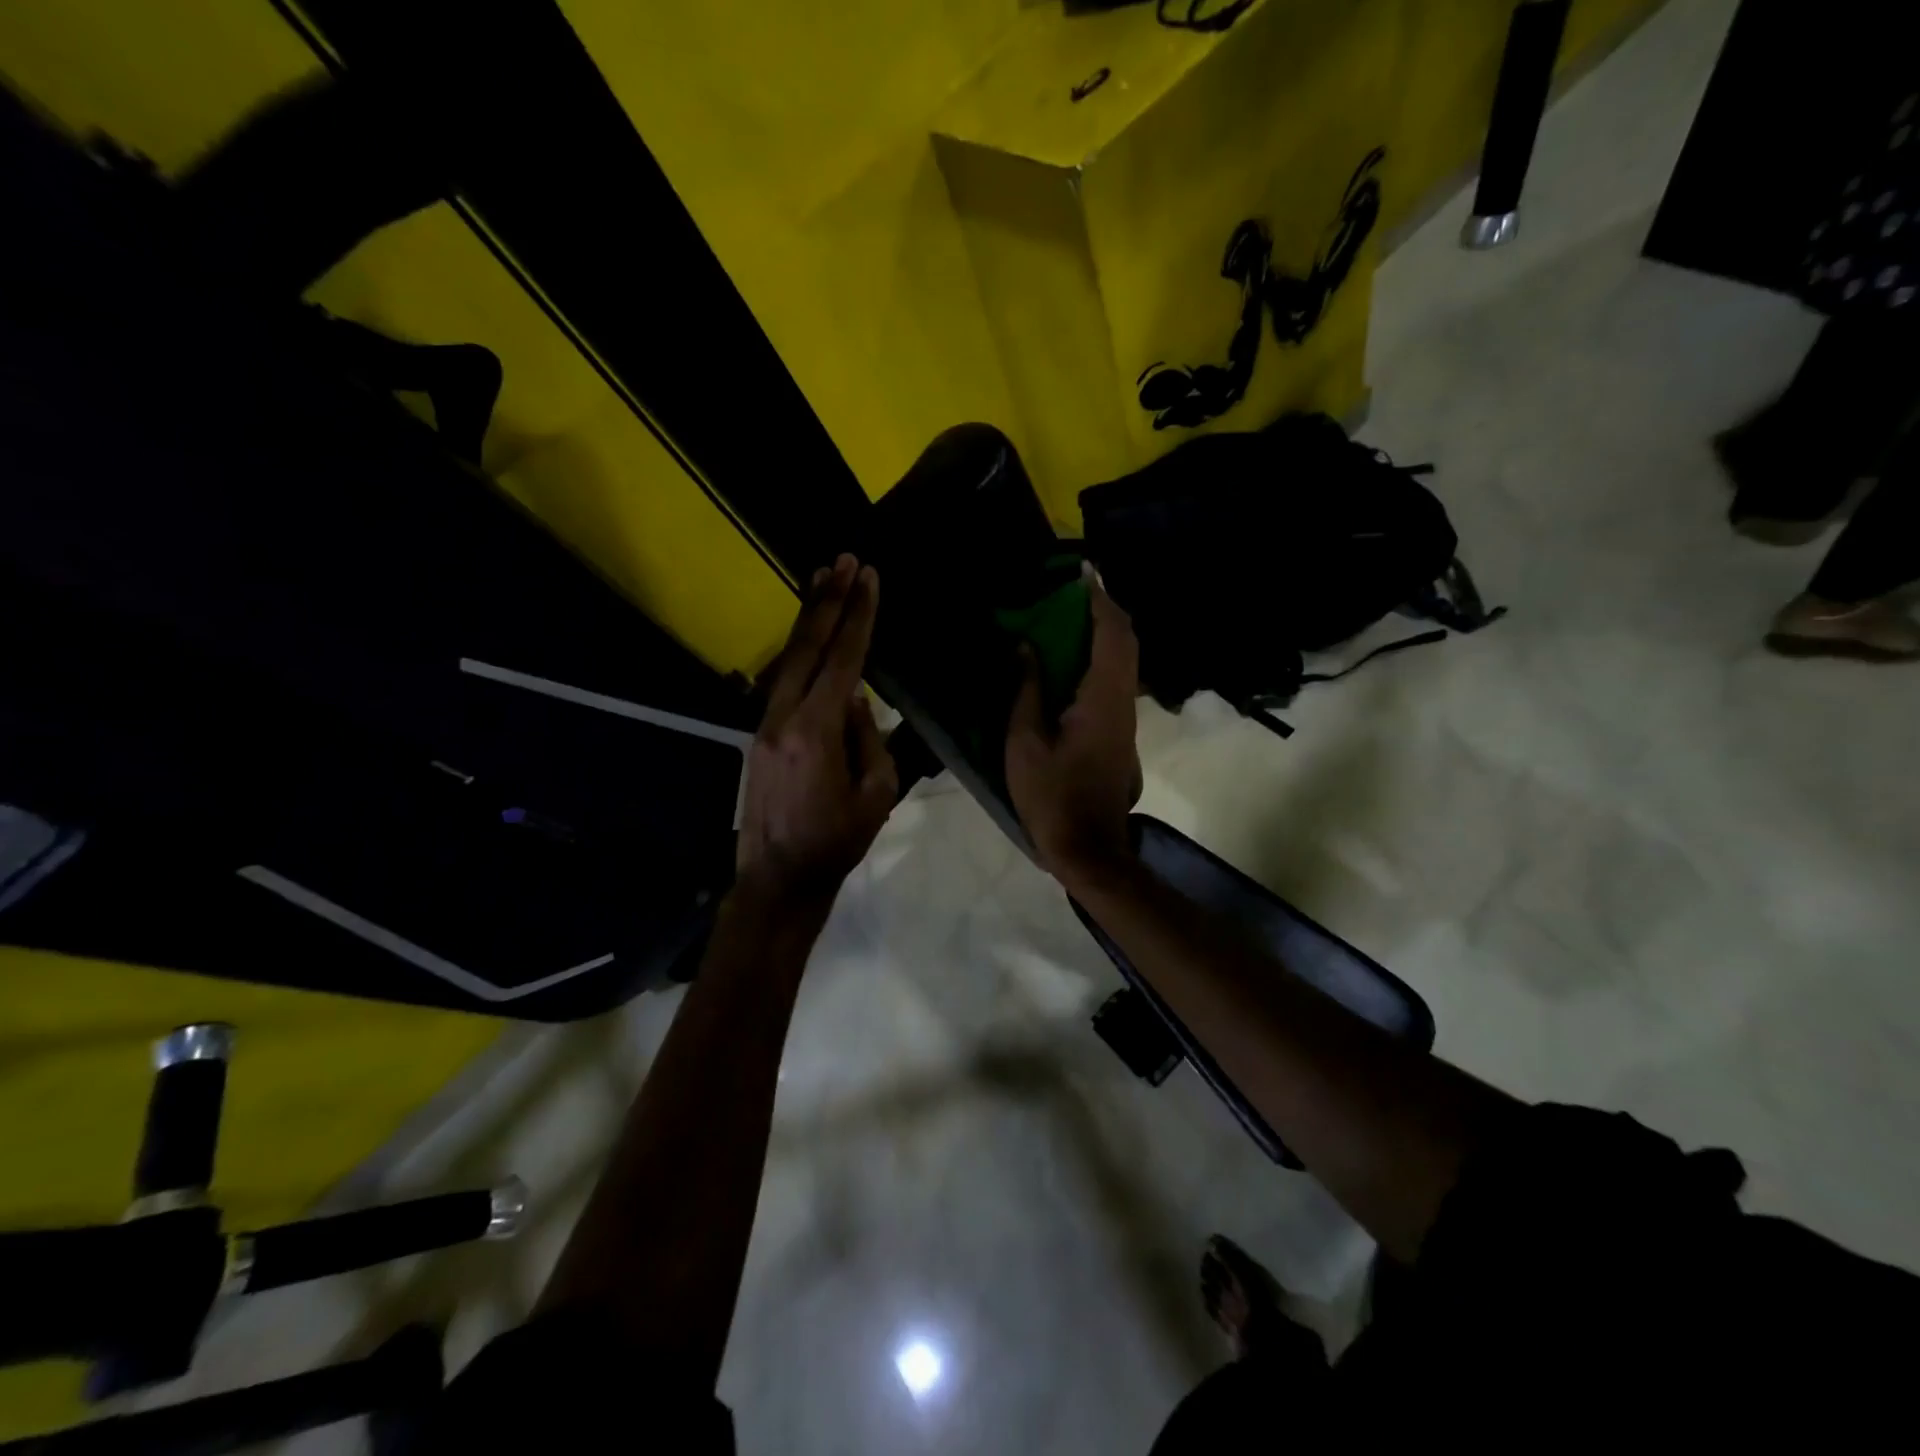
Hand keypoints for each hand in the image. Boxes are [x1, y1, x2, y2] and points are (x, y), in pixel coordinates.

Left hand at [736, 555, 897, 909]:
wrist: (779, 878)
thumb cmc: (837, 842)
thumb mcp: (876, 794)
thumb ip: (868, 738)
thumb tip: (855, 700)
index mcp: (815, 732)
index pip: (843, 661)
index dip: (858, 618)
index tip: (869, 578)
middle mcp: (782, 719)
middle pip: (806, 648)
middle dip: (828, 602)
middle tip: (843, 561)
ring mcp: (765, 726)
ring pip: (787, 660)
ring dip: (807, 620)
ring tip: (822, 580)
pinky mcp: (760, 737)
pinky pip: (781, 682)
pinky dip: (797, 652)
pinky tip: (808, 636)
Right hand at [1005, 570, 1142, 884]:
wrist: (1090, 847)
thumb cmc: (1052, 797)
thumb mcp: (1025, 743)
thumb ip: (1026, 690)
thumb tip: (1026, 647)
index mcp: (1102, 698)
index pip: (1111, 634)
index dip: (1099, 599)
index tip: (1080, 572)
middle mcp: (1123, 701)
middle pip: (1125, 641)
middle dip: (1103, 609)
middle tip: (1071, 590)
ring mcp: (1125, 718)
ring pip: (1123, 660)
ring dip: (1101, 632)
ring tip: (1067, 615)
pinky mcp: (1119, 731)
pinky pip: (1114, 679)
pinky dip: (1098, 657)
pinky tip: (1070, 658)